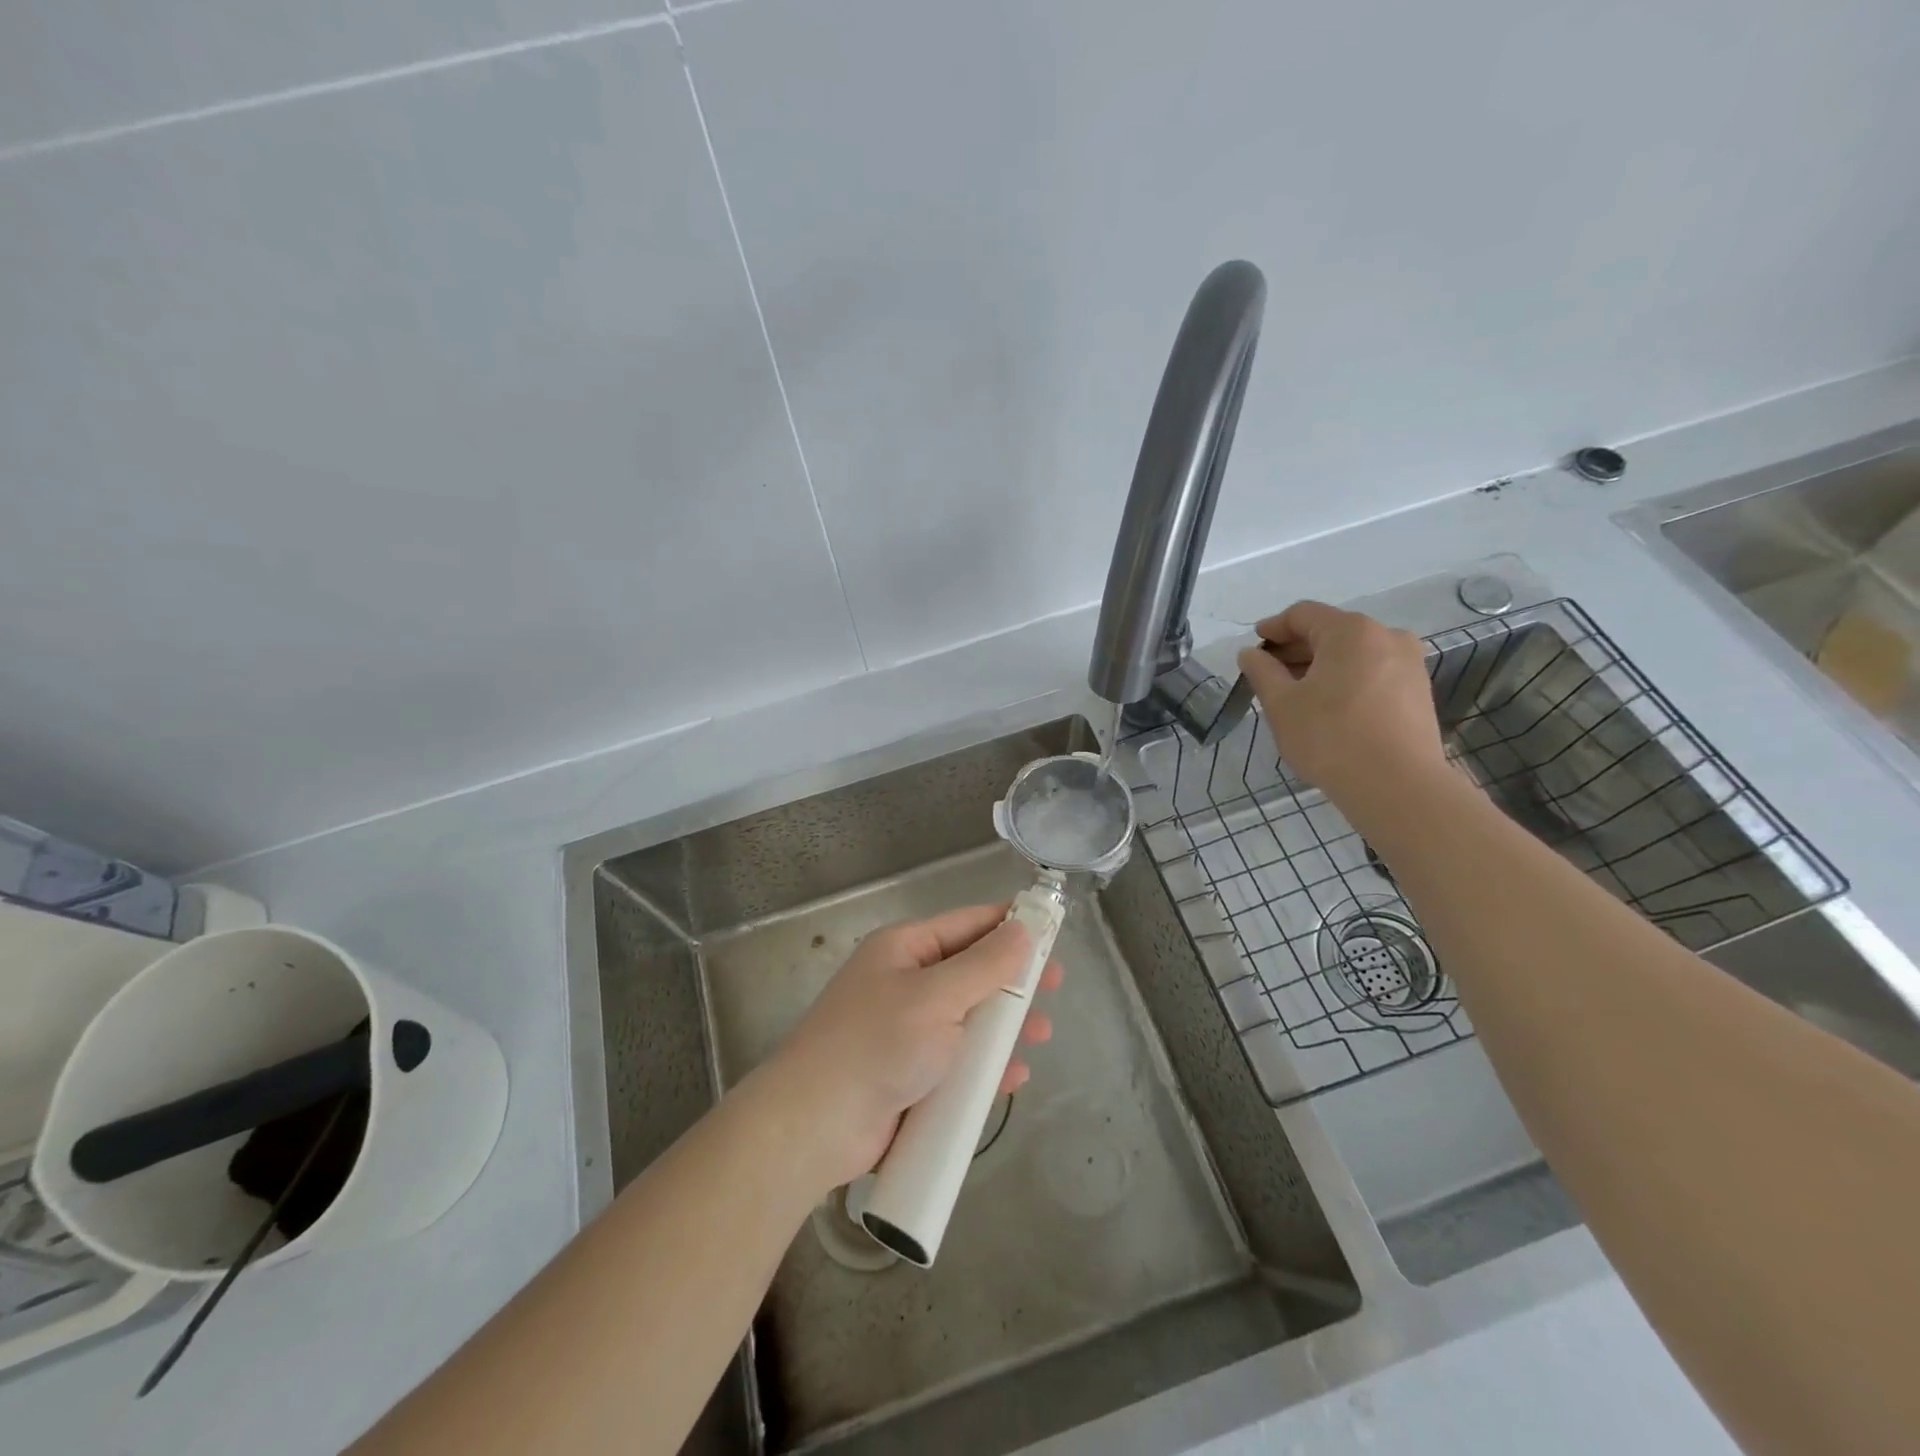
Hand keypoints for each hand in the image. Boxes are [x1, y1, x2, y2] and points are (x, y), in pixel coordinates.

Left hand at [758, 904, 1060, 1192]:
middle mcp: (906, 983)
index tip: (1052, 931)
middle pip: (972, 972)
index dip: (1010, 925)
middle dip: (1013, 982)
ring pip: (969, 1019)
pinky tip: (1012, 1077)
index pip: (968, 923)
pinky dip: (984, 1066)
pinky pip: (957, 1062)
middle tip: (1054, 990)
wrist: (814, 1126)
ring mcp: (907, 1031)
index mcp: (905, 949)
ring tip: (1040, 1036)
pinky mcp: (910, 1075)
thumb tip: (1023, 928)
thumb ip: (985, 964)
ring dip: (1004, 1027)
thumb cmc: (877, 1045)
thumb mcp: (936, 997)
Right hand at [1236, 601, 1447, 811]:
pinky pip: (1373, 673)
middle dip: (1297, 649)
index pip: (1303, 614)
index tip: (1253, 647)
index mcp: (1351, 631)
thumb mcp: (1282, 704)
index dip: (1273, 628)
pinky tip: (1329, 707)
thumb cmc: (1331, 738)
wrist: (1398, 786)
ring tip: (1296, 694)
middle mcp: (1386, 636)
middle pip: (1331, 631)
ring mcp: (1408, 664)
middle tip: (1269, 673)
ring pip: (1354, 653)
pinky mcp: (1418, 692)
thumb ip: (1261, 672)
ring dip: (1321, 666)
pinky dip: (1346, 680)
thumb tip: (1250, 653)